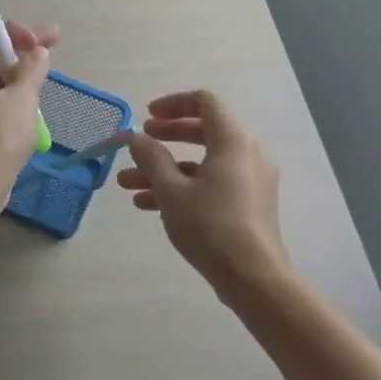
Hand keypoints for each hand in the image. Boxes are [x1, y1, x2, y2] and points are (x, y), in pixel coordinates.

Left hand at [0, 16, 57, 194]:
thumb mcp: (22, 97)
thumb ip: (32, 68)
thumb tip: (37, 52)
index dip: (13, 30)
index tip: (40, 44)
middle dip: (16, 51)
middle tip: (49, 55)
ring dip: (11, 75)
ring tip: (40, 83)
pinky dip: (0, 95)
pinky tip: (24, 105)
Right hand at [117, 90, 294, 303]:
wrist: (253, 277)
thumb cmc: (210, 226)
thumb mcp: (171, 190)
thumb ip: (150, 157)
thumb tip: (136, 137)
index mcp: (233, 141)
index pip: (205, 102)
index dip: (173, 104)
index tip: (147, 117)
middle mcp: (247, 154)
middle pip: (202, 130)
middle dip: (165, 138)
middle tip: (139, 144)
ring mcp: (249, 180)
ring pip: (201, 162)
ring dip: (163, 169)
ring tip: (127, 184)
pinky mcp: (247, 203)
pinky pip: (210, 183)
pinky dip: (181, 186)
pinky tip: (147, 204)